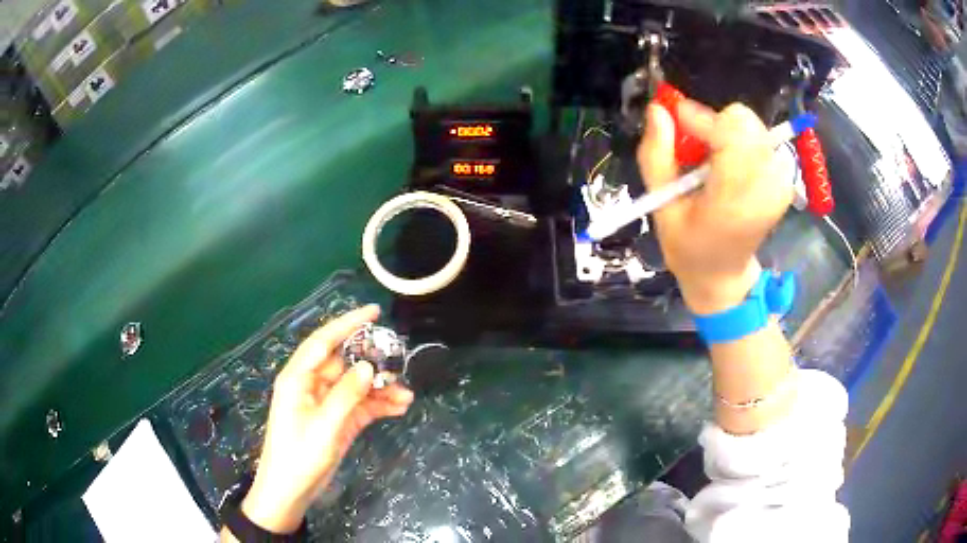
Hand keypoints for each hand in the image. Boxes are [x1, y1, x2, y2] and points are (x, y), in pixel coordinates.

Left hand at [238, 305, 413, 533]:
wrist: (291, 491)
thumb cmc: (299, 455)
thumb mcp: (324, 426)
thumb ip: (346, 394)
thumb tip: (368, 366)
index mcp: (299, 378)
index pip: (324, 341)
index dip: (347, 323)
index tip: (374, 312)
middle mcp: (313, 386)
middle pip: (345, 364)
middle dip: (373, 363)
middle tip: (400, 363)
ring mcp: (326, 404)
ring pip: (357, 386)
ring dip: (381, 389)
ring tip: (407, 395)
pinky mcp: (338, 421)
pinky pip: (361, 406)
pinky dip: (379, 405)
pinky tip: (400, 408)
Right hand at [637, 101, 791, 314]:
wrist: (723, 275)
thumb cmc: (688, 246)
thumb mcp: (661, 208)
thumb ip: (656, 156)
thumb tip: (659, 109)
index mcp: (735, 200)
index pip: (731, 133)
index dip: (702, 118)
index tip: (677, 121)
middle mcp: (767, 188)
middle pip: (745, 122)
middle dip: (715, 123)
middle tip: (696, 146)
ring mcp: (781, 185)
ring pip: (753, 126)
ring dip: (728, 133)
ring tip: (712, 160)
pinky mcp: (785, 182)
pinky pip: (762, 139)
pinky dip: (742, 142)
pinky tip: (730, 165)